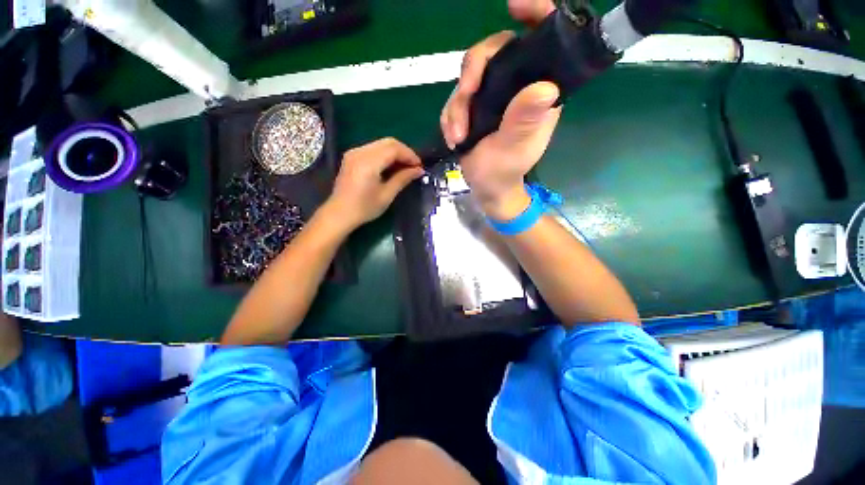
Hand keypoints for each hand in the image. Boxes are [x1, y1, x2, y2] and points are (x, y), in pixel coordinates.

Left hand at [323, 138, 423, 230]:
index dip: (410, 155)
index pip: (394, 149)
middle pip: (388, 142)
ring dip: (395, 152)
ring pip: (381, 144)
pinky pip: (373, 148)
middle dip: (404, 152)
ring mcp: (354, 152)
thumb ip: (403, 179)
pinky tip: (391, 166)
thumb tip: (419, 170)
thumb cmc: (364, 208)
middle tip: (414, 166)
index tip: (420, 166)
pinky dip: (385, 154)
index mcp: (369, 163)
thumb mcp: (387, 195)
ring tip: (405, 167)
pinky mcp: (352, 156)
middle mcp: (360, 152)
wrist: (339, 214)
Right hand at [440, 0, 560, 221]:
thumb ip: (525, 121)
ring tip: (456, 137)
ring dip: (456, 106)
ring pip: (468, 77)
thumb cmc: (505, 172)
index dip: (534, 14)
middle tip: (463, 106)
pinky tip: (453, 138)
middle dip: (471, 79)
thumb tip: (544, 88)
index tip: (514, 5)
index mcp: (538, 90)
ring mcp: (493, 94)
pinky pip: (456, 98)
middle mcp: (517, 85)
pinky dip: (450, 117)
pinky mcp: (475, 106)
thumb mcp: (515, 150)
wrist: (487, 188)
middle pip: (492, 54)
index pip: (542, 40)